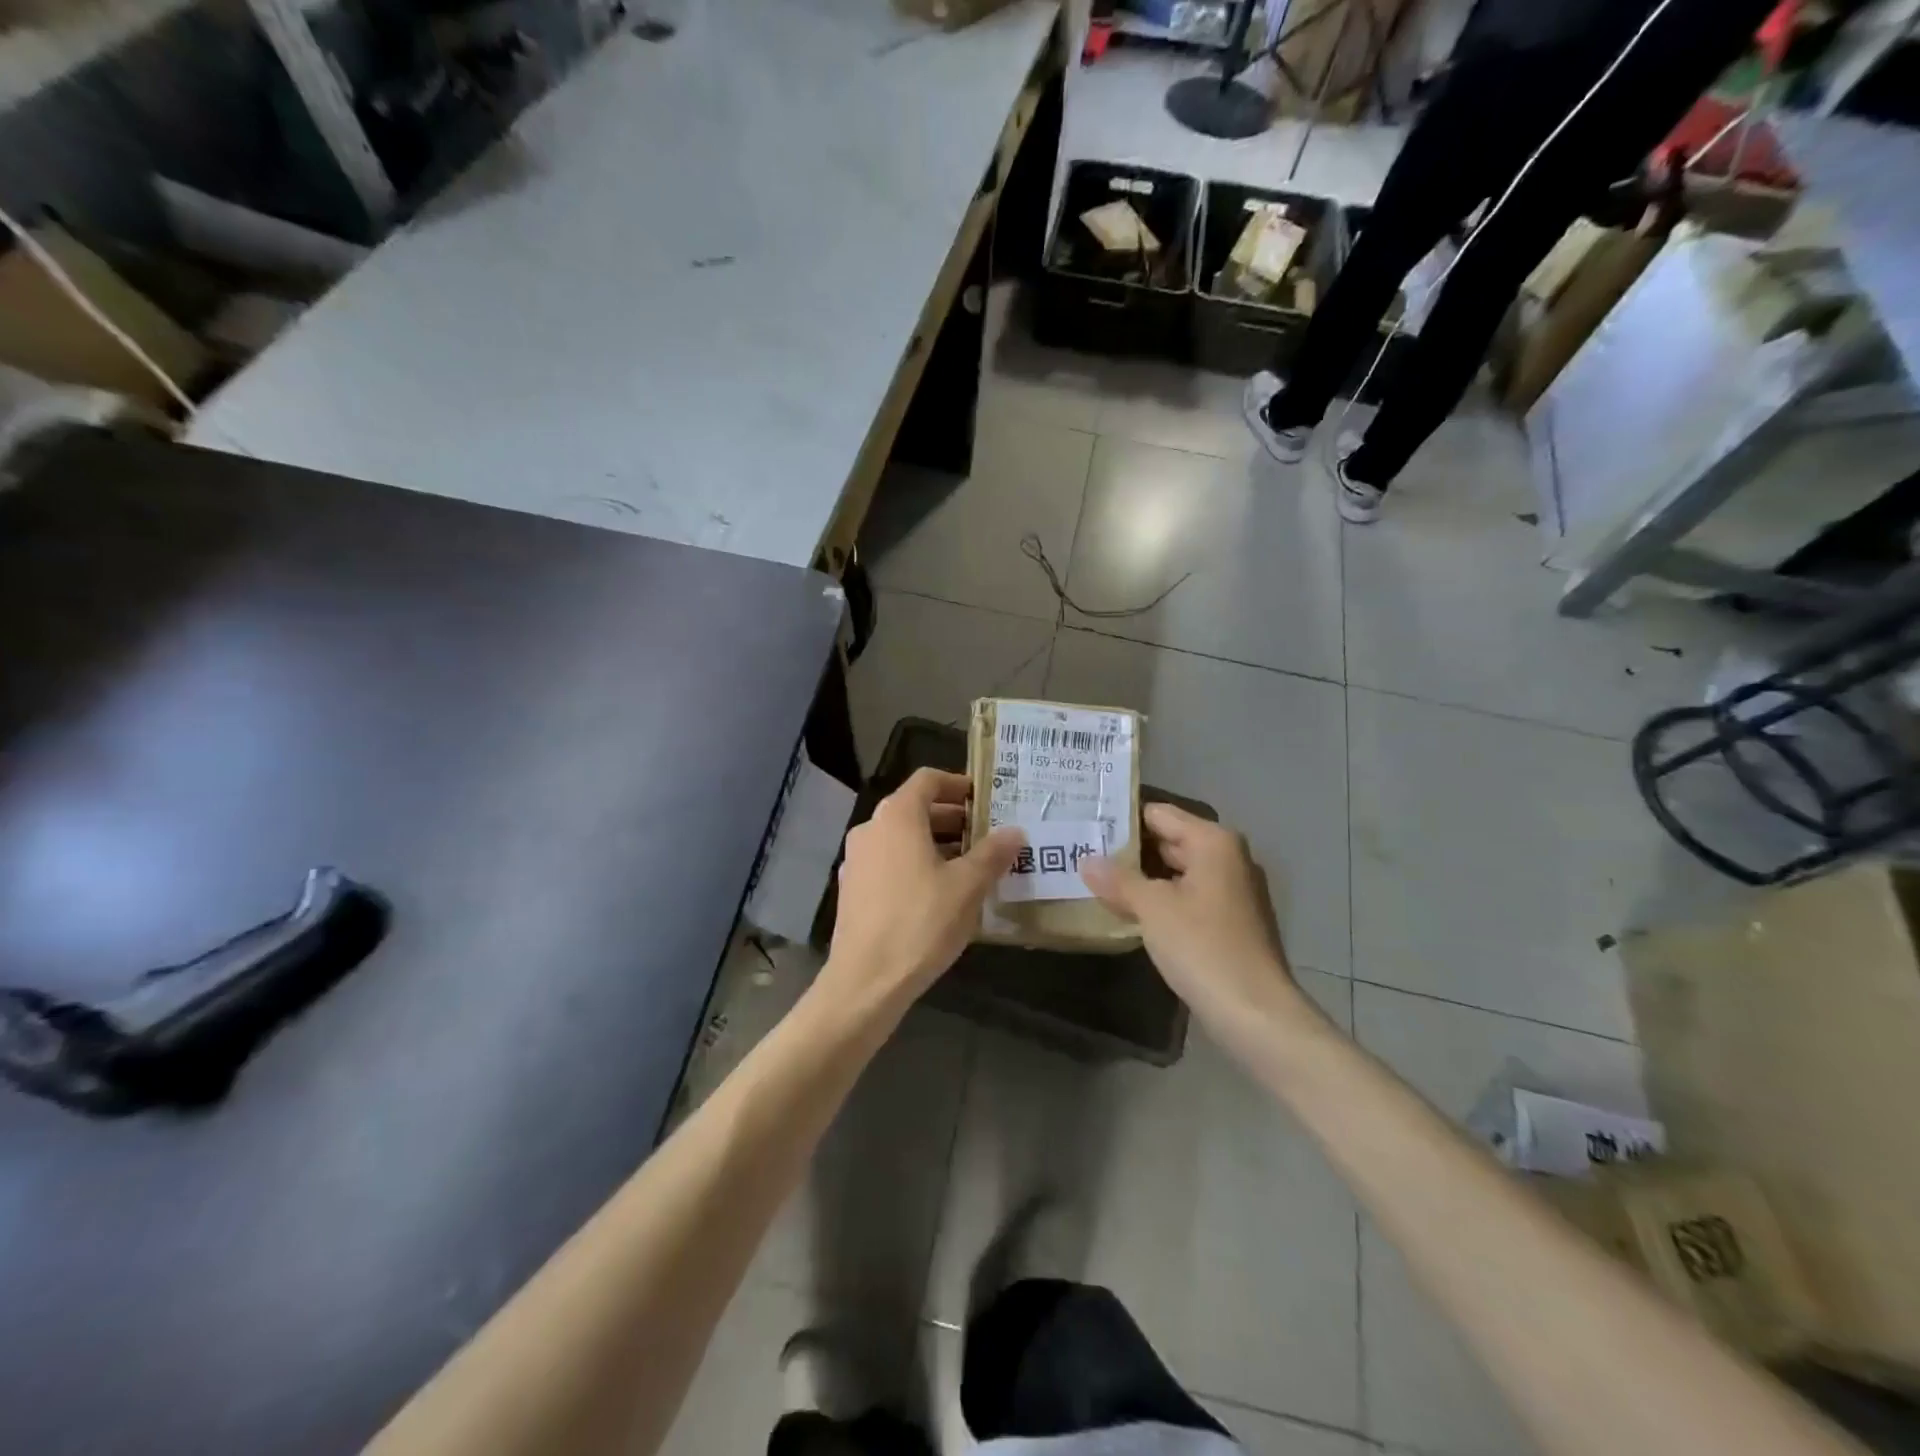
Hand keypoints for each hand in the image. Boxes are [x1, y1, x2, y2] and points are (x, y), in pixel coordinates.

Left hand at [822, 768, 1022, 1012]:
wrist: (866, 980)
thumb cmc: (921, 922)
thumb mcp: (967, 886)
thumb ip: (993, 853)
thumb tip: (1015, 832)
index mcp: (897, 816)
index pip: (928, 780)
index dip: (959, 784)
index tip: (986, 800)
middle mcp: (871, 828)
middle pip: (915, 808)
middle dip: (953, 818)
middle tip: (987, 835)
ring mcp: (857, 859)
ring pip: (902, 837)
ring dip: (936, 843)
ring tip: (971, 865)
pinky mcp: (853, 889)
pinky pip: (889, 861)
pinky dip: (915, 864)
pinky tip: (940, 892)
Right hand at [1082, 804, 1309, 1038]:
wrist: (1254, 1013)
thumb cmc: (1202, 947)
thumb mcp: (1152, 908)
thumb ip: (1118, 879)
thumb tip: (1086, 860)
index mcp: (1213, 842)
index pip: (1159, 814)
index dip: (1122, 819)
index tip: (1086, 824)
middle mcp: (1227, 858)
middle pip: (1169, 840)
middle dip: (1129, 850)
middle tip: (1083, 852)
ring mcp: (1232, 891)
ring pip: (1177, 871)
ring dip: (1142, 877)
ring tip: (1097, 880)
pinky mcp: (1230, 922)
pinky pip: (1187, 896)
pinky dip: (1160, 899)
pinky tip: (1129, 911)